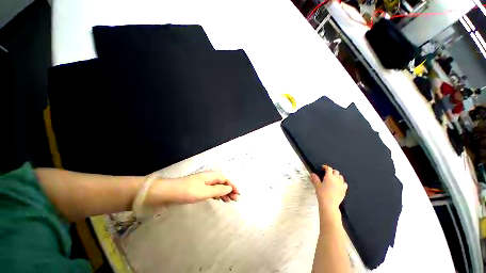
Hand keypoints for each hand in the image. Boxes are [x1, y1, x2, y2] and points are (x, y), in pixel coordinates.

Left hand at [145, 171, 239, 206]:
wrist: (168, 193)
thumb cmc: (187, 191)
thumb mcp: (205, 192)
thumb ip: (218, 190)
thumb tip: (229, 188)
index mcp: (211, 176)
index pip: (226, 179)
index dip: (233, 186)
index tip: (238, 194)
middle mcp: (209, 178)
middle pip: (223, 183)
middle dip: (230, 190)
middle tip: (236, 199)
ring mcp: (204, 184)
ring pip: (217, 187)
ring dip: (224, 193)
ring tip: (229, 201)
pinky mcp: (199, 189)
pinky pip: (212, 191)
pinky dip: (217, 195)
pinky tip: (219, 199)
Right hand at [310, 165, 347, 215]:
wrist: (329, 204)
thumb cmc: (323, 194)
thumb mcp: (317, 186)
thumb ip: (315, 179)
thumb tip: (312, 174)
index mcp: (329, 177)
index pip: (328, 169)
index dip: (325, 167)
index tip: (323, 168)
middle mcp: (336, 179)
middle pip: (335, 171)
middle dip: (331, 171)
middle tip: (327, 173)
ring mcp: (341, 184)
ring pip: (341, 177)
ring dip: (337, 176)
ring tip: (333, 178)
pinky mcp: (344, 190)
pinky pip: (344, 183)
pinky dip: (341, 182)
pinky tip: (338, 184)